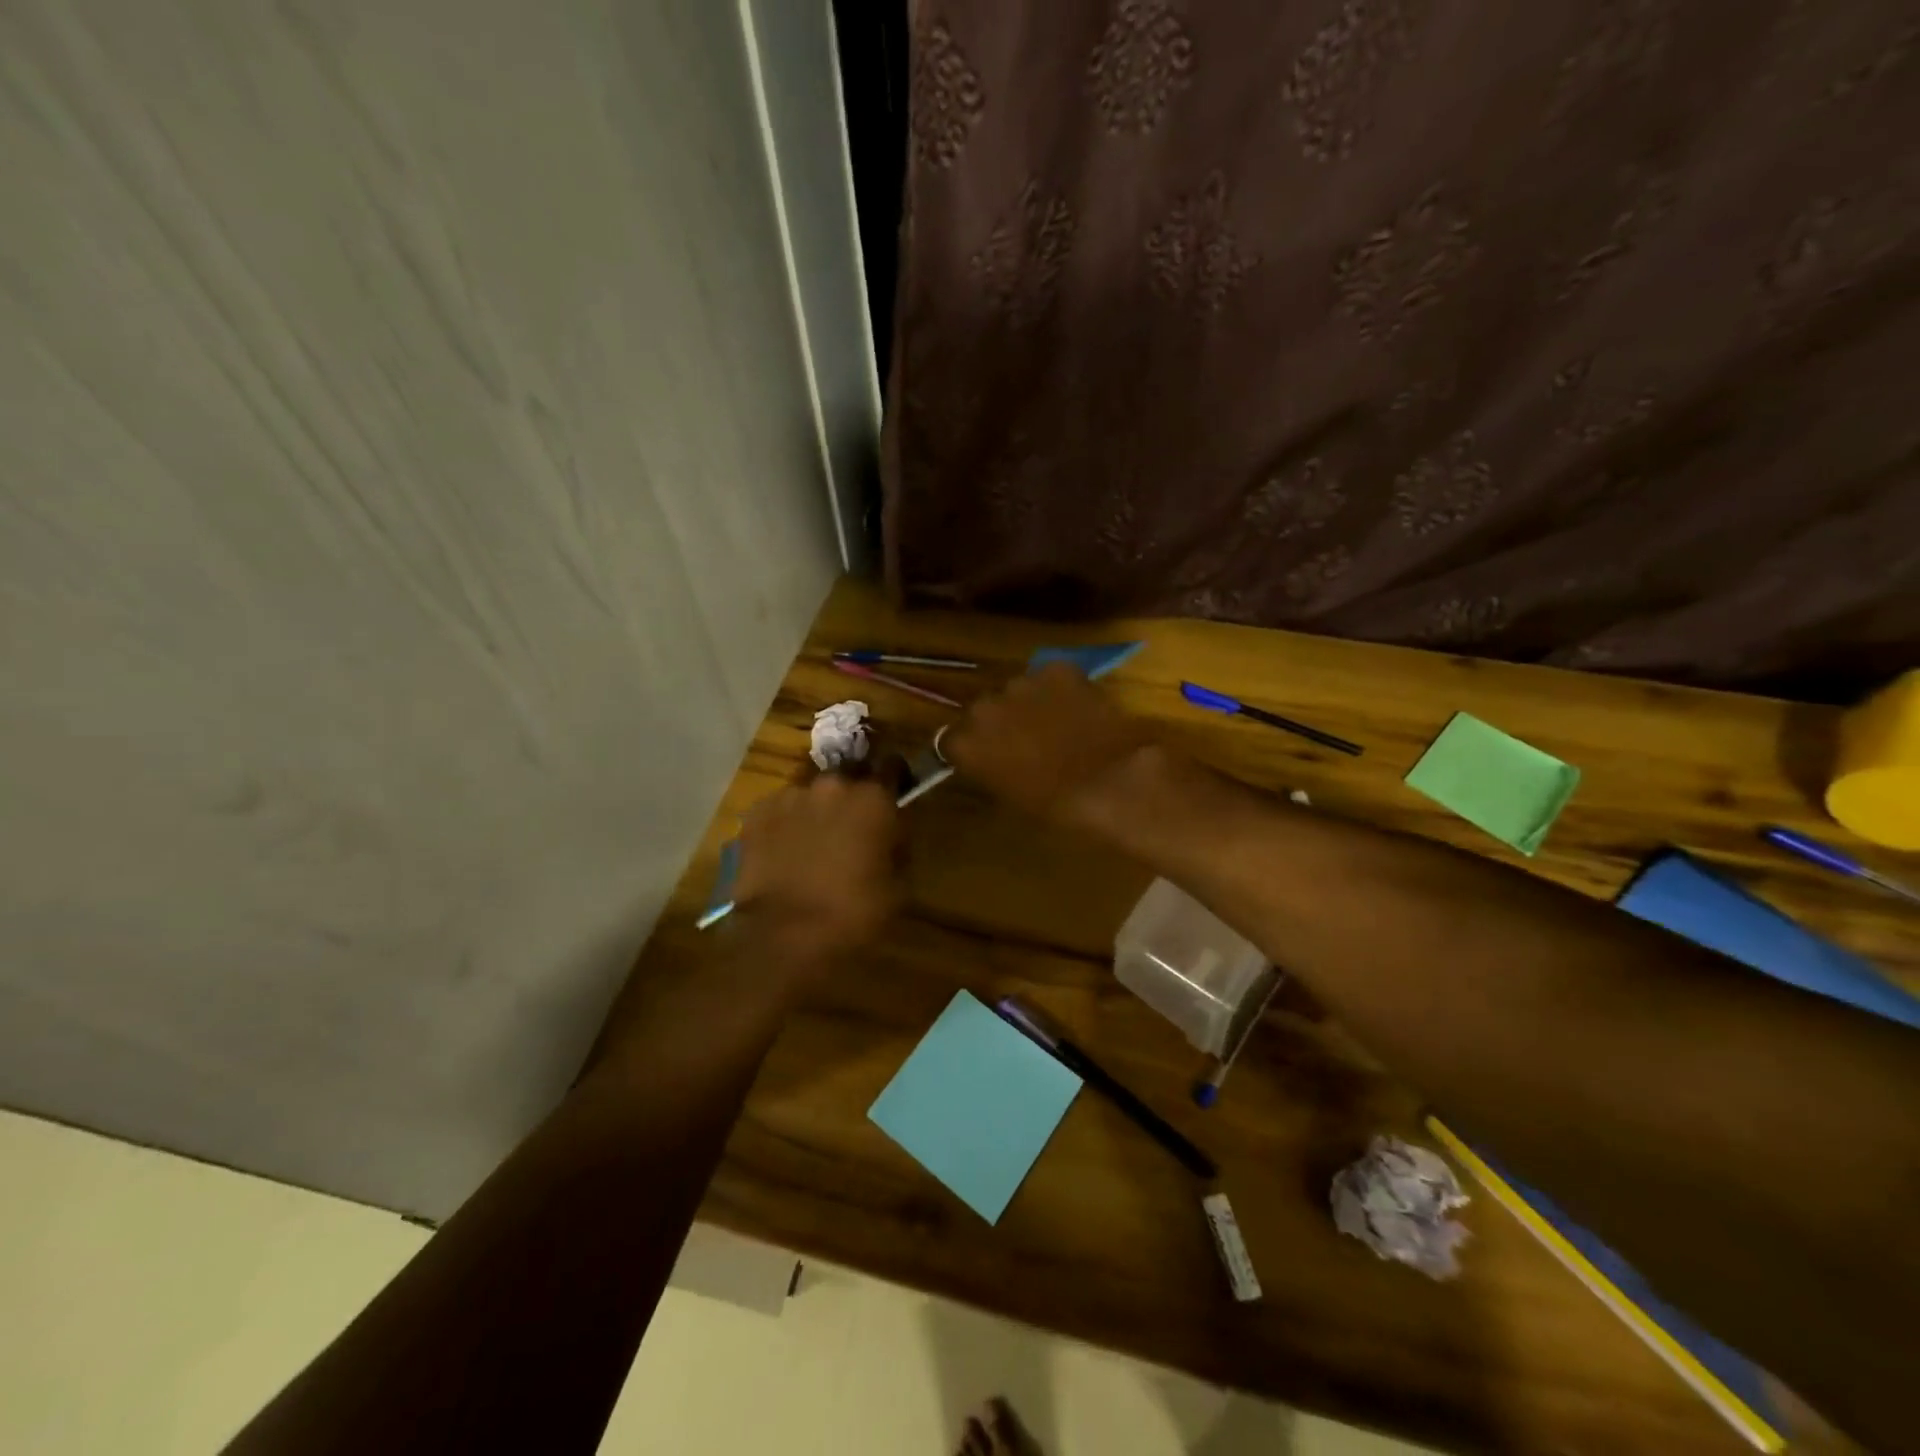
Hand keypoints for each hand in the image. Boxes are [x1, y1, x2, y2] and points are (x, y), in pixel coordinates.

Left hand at [732, 772, 903, 972]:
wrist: (785, 936)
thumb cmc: (854, 913)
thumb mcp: (898, 885)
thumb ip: (897, 847)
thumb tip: (890, 836)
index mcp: (873, 798)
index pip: (892, 766)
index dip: (895, 778)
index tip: (893, 794)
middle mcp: (832, 785)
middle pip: (848, 776)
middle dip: (852, 795)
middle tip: (851, 826)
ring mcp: (790, 797)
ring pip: (811, 794)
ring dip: (817, 810)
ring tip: (812, 843)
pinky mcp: (757, 814)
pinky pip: (779, 810)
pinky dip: (785, 824)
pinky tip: (784, 852)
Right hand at [938, 663, 1157, 827]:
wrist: (1112, 782)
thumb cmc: (1057, 806)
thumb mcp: (1010, 796)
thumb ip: (989, 770)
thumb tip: (990, 760)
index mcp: (966, 744)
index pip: (951, 739)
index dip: (970, 748)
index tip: (985, 758)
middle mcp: (984, 707)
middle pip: (982, 709)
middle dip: (998, 722)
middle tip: (1023, 742)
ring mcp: (1021, 683)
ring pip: (1016, 689)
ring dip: (1028, 703)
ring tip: (1055, 723)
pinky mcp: (1057, 668)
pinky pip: (1050, 676)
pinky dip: (1060, 688)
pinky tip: (1077, 708)